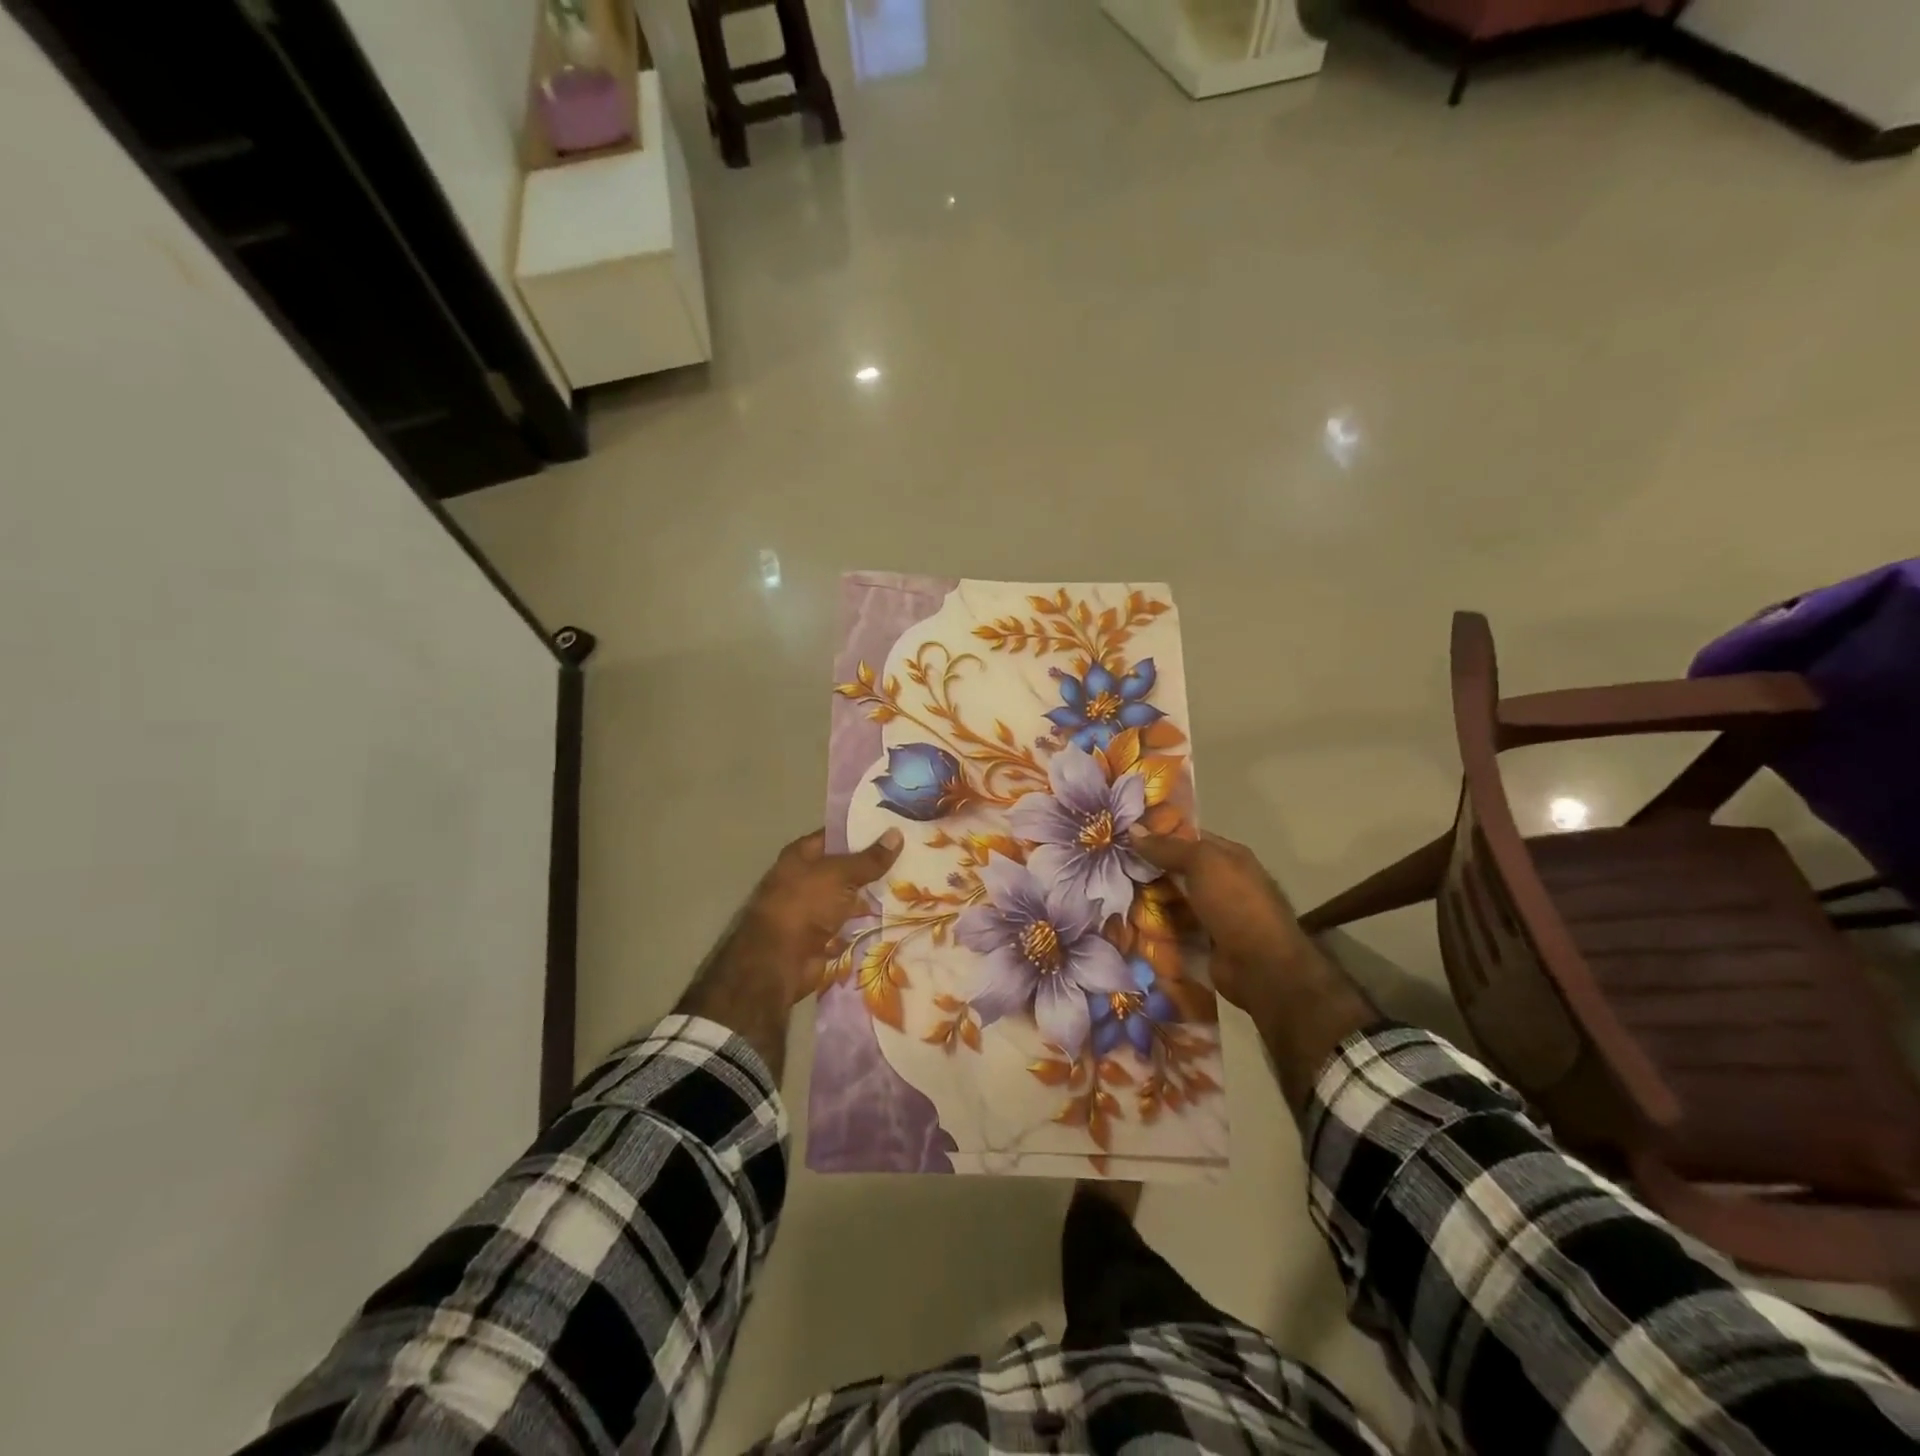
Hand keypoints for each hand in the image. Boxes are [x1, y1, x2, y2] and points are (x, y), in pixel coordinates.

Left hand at [676, 827, 903, 1080]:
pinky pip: (851, 925)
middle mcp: (807, 879)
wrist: (778, 961)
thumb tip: (897, 833)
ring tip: (914, 889)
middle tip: (914, 859)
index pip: (838, 836)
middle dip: (875, 867)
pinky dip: (868, 925)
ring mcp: (815, 909)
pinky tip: (898, 918)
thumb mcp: (840, 875)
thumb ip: (870, 859)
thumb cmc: (804, 905)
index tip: (896, 829)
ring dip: (874, 898)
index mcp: (802, 856)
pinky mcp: (824, 936)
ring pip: (851, 898)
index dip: (865, 832)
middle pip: (847, 868)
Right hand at [1128, 828, 1311, 1013]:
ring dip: (1148, 900)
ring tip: (1112, 895)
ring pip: (1173, 900)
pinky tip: (1127, 923)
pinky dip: (1155, 927)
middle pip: (1177, 870)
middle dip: (1148, 870)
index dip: (1158, 835)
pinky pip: (1174, 928)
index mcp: (1229, 857)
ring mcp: (1214, 914)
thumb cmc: (1235, 904)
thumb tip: (1133, 829)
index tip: (1123, 836)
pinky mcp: (1203, 941)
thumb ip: (1167, 847)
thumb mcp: (1202, 864)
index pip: (1188, 838)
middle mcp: (1223, 882)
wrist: (1261, 967)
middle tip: (1110, 867)